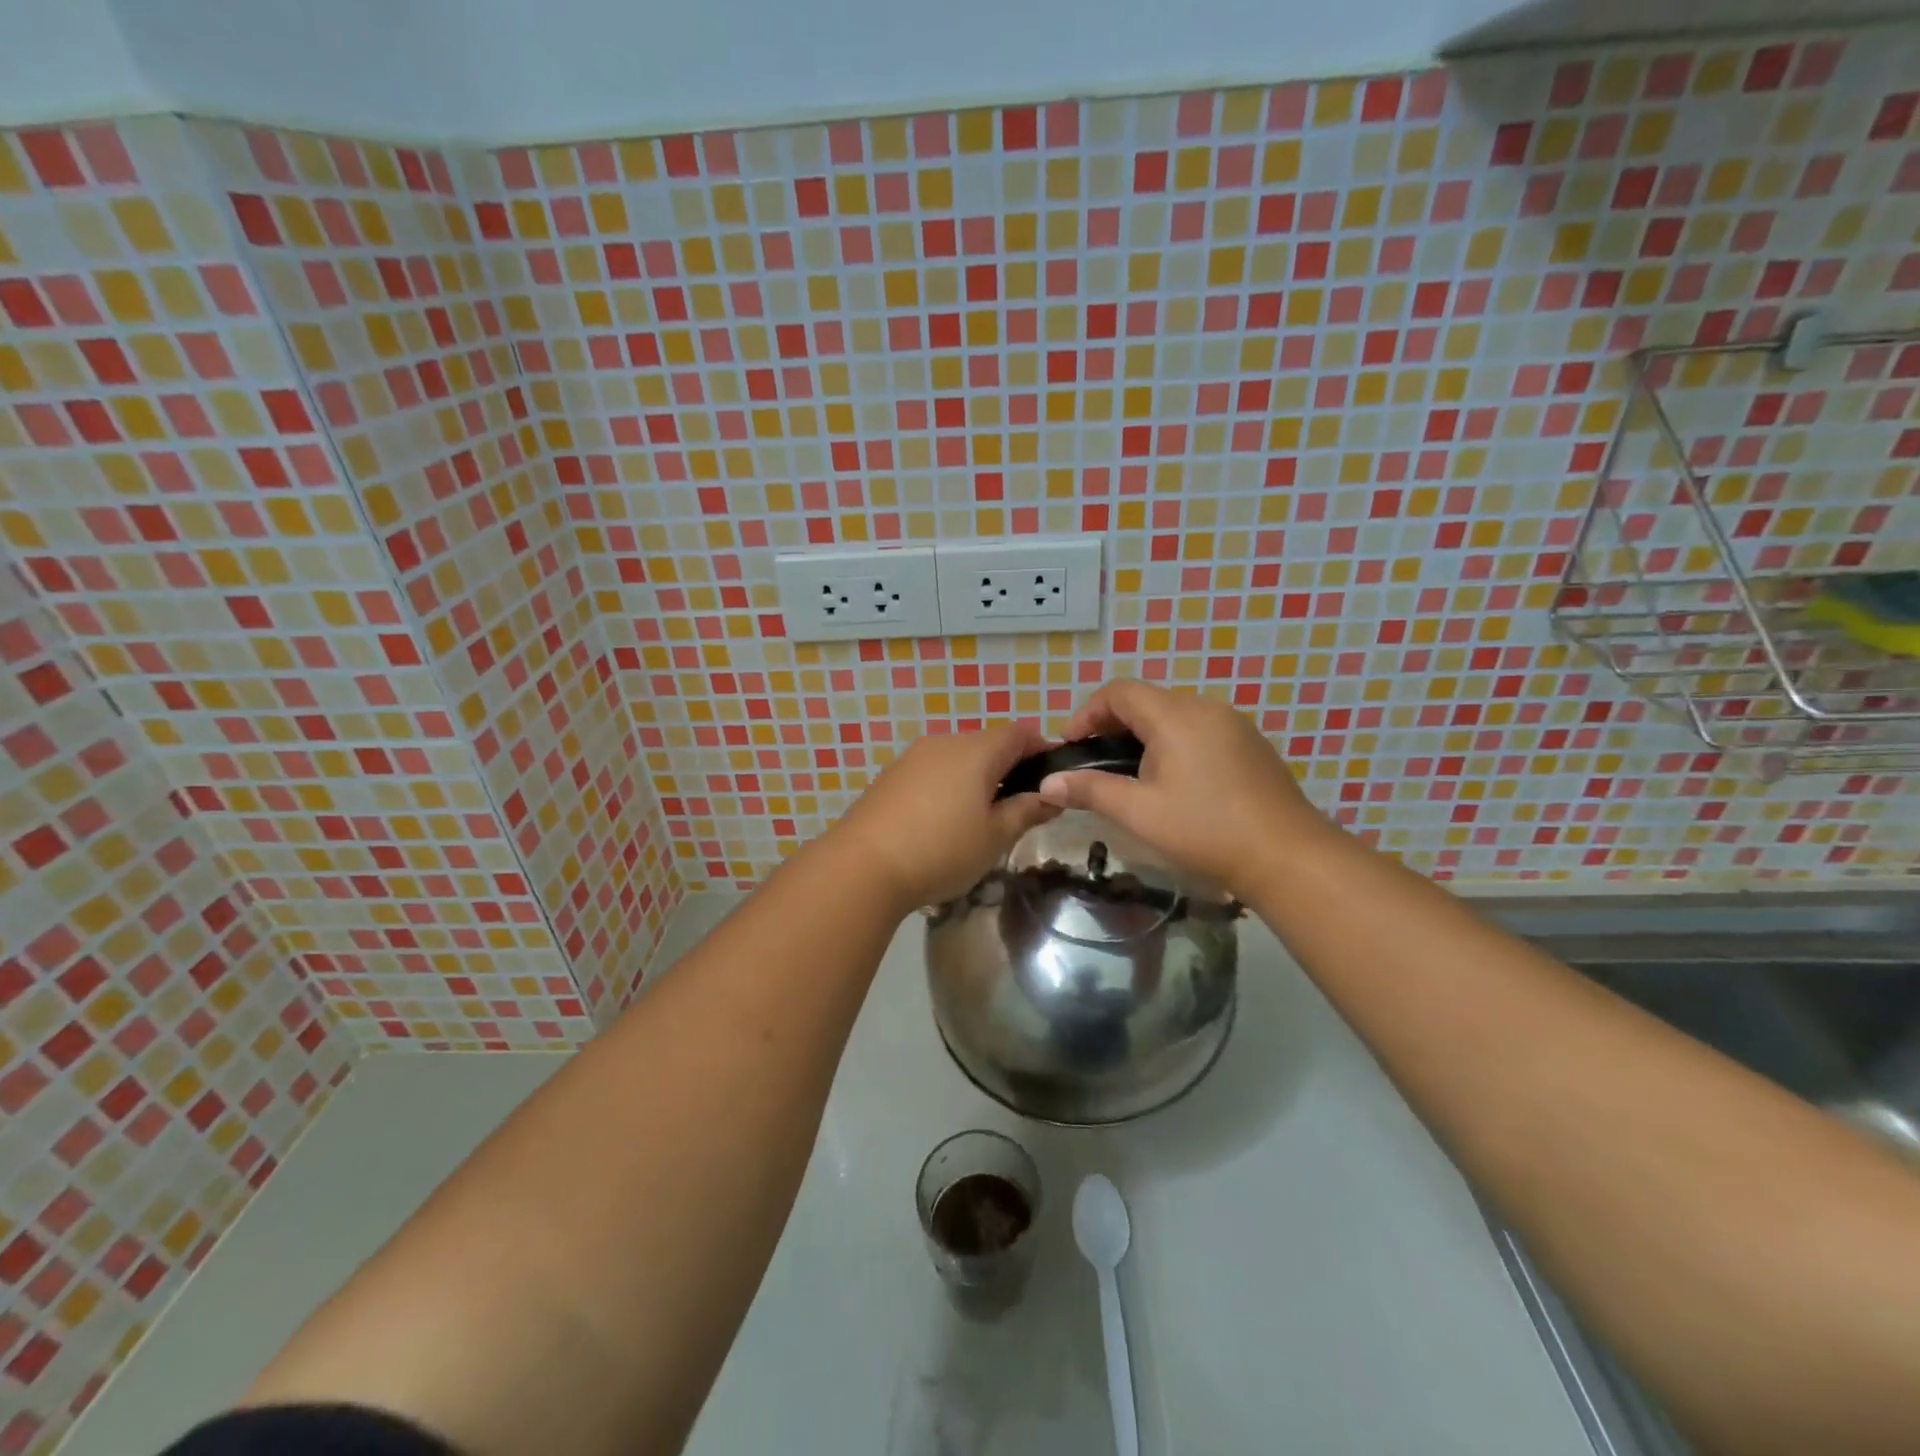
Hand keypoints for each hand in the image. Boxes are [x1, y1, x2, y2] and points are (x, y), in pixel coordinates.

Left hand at [831, 722, 1060, 911]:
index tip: (1052, 778)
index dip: (1042, 749)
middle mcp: (945, 743)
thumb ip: (1027, 811)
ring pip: (958, 758)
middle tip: (1018, 807)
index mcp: (977, 751)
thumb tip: (1052, 796)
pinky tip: (942, 822)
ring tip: (979, 819)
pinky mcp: (890, 776)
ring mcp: (912, 757)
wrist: (863, 866)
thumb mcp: (995, 837)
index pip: (1020, 733)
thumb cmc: (942, 850)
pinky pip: (932, 771)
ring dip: (976, 778)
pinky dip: (947, 786)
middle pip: (988, 743)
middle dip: (1008, 768)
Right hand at [1038, 679, 1335, 900]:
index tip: (1072, 746)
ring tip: (1131, 776)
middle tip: (1096, 763)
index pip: (1119, 692)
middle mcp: (1205, 708)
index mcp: (1176, 716)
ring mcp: (1233, 724)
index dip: (1087, 712)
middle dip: (1113, 725)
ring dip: (1144, 735)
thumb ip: (1090, 790)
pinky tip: (1174, 782)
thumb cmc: (1206, 830)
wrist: (1288, 856)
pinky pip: (1200, 729)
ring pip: (1174, 715)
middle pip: (1147, 700)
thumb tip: (1047, 784)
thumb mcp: (1139, 812)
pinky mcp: (1250, 744)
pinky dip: (1174, 743)